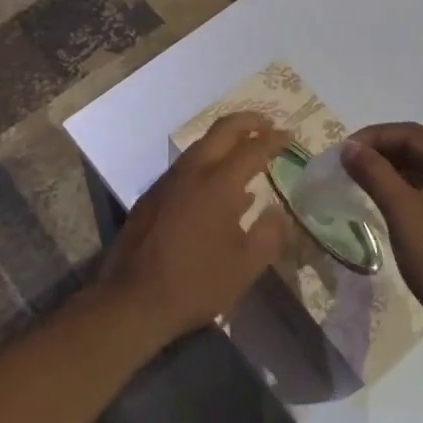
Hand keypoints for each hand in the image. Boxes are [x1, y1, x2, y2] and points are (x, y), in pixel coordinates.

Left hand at [100, 113, 291, 347]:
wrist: (132, 299)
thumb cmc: (195, 283)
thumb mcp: (245, 267)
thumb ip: (269, 235)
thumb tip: (279, 213)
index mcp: (219, 183)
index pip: (253, 149)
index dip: (274, 140)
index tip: (289, 137)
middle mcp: (193, 171)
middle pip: (223, 130)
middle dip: (248, 122)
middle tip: (267, 125)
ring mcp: (168, 180)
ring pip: (201, 144)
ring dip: (225, 140)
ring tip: (245, 150)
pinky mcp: (152, 194)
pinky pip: (186, 165)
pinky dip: (208, 161)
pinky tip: (216, 186)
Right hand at [341, 123, 422, 348]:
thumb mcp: (404, 213)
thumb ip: (375, 174)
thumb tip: (349, 147)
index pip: (410, 133)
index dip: (372, 138)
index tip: (340, 153)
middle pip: (418, 148)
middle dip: (380, 153)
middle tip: (345, 166)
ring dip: (390, 171)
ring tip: (357, 180)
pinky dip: (404, 189)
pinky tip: (382, 201)